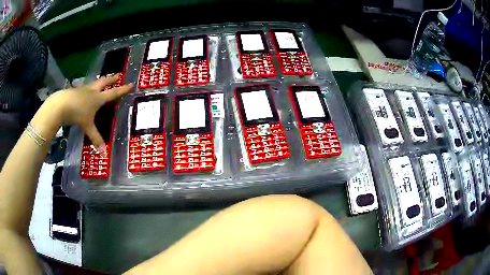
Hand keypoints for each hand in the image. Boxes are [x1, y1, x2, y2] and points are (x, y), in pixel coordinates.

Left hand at [45, 74, 132, 155]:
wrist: (61, 105)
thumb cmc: (77, 113)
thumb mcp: (87, 127)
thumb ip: (95, 138)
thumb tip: (104, 153)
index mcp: (98, 98)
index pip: (113, 93)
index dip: (122, 90)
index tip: (130, 84)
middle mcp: (92, 91)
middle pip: (104, 82)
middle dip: (111, 79)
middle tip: (118, 75)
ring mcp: (82, 89)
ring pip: (93, 84)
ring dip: (99, 82)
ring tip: (101, 81)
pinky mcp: (74, 91)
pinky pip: (83, 88)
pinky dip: (87, 88)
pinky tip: (84, 91)